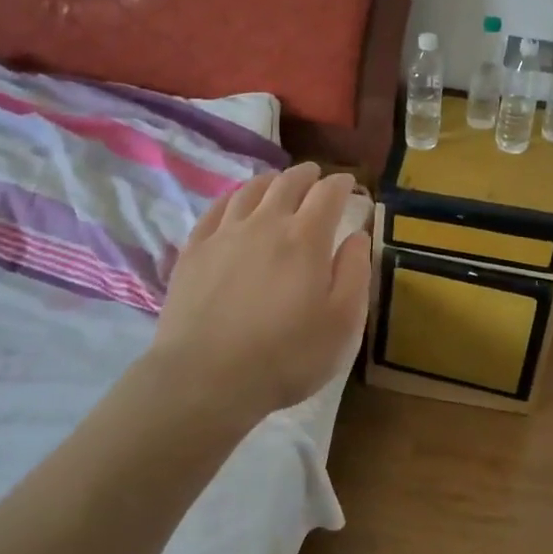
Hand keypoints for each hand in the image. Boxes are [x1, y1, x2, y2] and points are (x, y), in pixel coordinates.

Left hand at [151, 163, 372, 422]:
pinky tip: (235, 203)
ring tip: (277, 183)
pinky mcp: (194, 250)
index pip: (328, 193)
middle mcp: (266, 223)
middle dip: (307, 175)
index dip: (342, 184)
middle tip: (315, 176)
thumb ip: (355, 273)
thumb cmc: (285, 356)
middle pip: (288, 182)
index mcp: (306, 238)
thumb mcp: (342, 324)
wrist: (205, 379)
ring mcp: (225, 234)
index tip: (349, 184)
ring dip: (270, 181)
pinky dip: (232, 197)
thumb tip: (358, 235)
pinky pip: (216, 209)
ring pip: (250, 190)